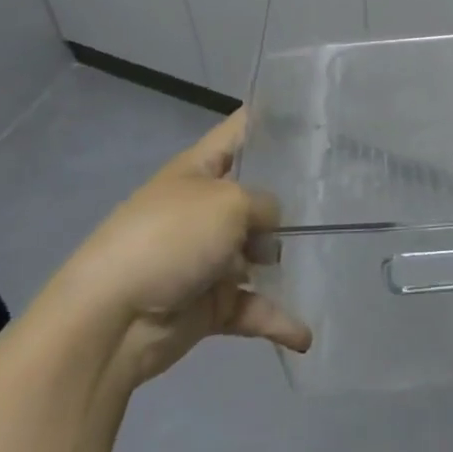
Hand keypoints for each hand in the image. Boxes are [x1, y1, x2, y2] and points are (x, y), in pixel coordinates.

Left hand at [46, 110, 311, 390]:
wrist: (111, 319)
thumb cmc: (170, 238)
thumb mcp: (229, 202)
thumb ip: (265, 205)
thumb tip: (272, 230)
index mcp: (200, 169)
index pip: (240, 130)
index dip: (274, 119)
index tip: (316, 117)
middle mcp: (205, 207)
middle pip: (257, 194)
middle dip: (294, 196)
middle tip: (341, 194)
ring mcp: (208, 257)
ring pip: (260, 252)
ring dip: (287, 260)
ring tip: (330, 257)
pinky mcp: (211, 303)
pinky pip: (252, 307)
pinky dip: (276, 319)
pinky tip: (305, 334)